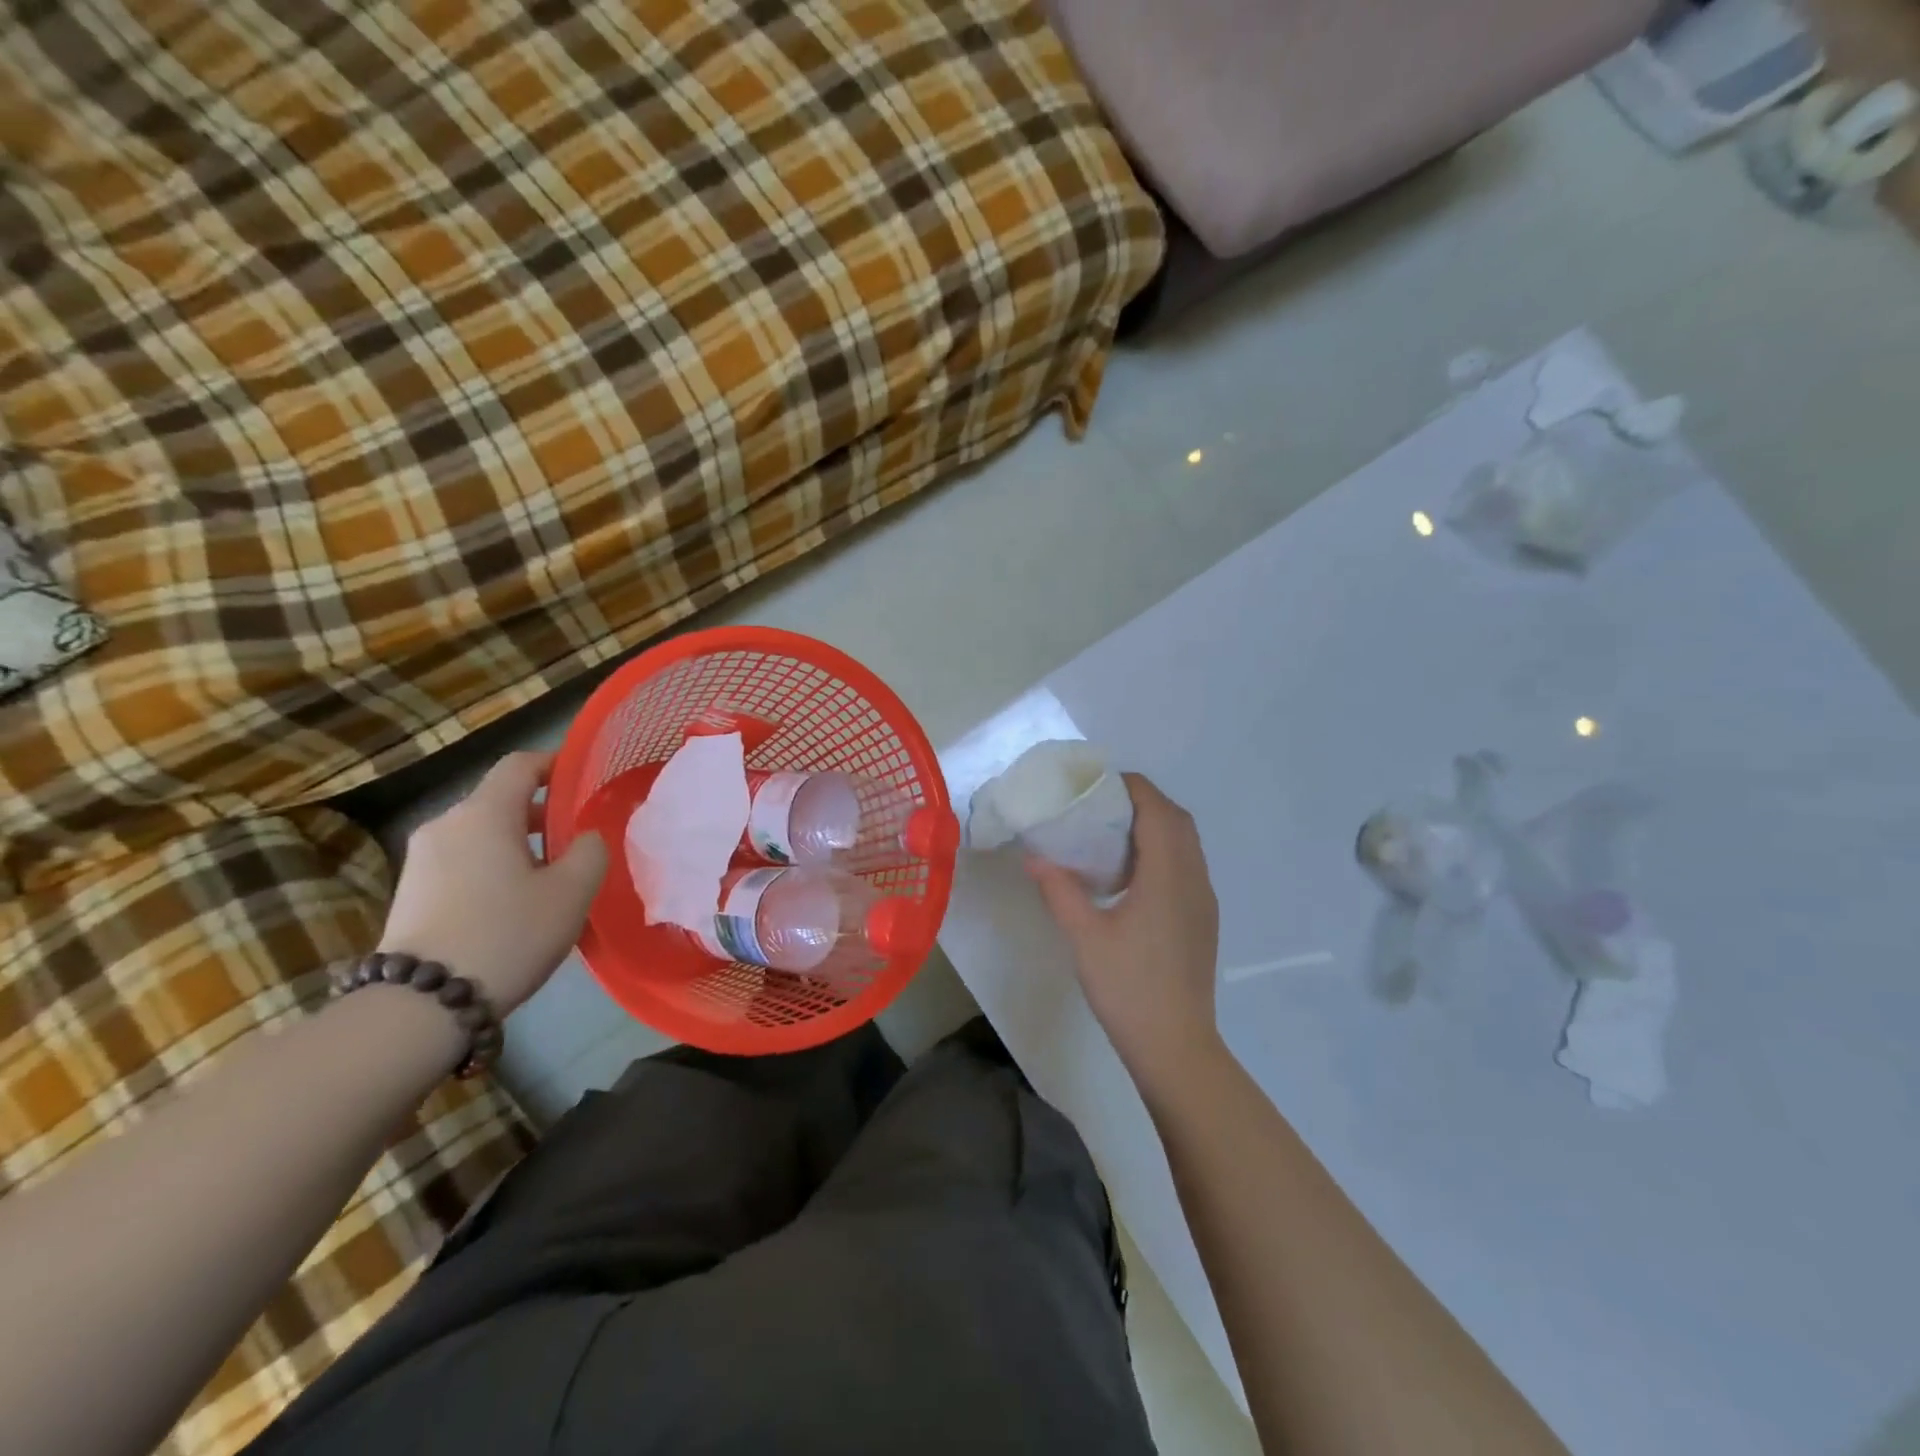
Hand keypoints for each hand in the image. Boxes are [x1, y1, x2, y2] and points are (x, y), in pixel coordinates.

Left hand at [379, 751, 607, 1013]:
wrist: (421, 1004)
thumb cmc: (508, 934)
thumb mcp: (572, 892)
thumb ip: (591, 851)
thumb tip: (585, 837)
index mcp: (484, 813)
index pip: (520, 764)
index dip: (554, 764)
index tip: (582, 781)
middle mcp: (446, 824)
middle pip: (500, 800)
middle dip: (541, 813)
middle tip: (577, 843)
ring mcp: (421, 858)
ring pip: (482, 833)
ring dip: (518, 844)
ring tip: (549, 880)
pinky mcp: (410, 891)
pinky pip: (463, 861)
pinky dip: (492, 867)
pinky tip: (512, 905)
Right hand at [1027, 774, 1222, 1087]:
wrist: (1176, 1045)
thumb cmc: (1128, 988)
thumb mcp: (1084, 937)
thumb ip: (1059, 890)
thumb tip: (1034, 856)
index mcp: (1167, 875)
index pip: (1157, 810)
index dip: (1131, 788)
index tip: (1097, 784)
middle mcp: (1193, 878)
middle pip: (1177, 820)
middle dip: (1142, 802)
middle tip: (1100, 807)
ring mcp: (1203, 899)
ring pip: (1186, 843)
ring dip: (1156, 826)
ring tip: (1112, 835)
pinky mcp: (1204, 918)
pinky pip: (1188, 865)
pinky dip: (1164, 851)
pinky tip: (1131, 876)